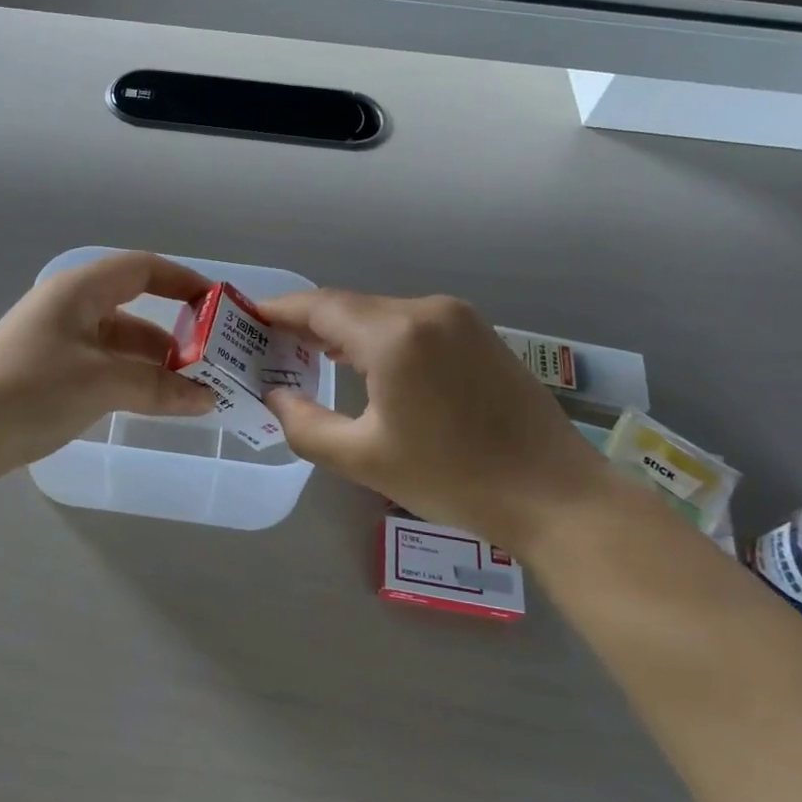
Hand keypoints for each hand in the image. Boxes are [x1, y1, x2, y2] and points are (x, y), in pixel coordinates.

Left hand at [0, 252, 216, 482]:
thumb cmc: (31, 390)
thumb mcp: (102, 383)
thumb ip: (159, 387)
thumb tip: (207, 398)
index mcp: (79, 291)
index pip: (142, 269)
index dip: (183, 282)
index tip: (218, 307)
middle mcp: (69, 308)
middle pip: (134, 310)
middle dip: (175, 335)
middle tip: (211, 364)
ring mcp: (57, 342)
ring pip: (119, 344)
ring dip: (154, 364)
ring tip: (191, 392)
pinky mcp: (48, 375)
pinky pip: (102, 368)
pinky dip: (130, 381)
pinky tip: (152, 405)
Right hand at [257, 290, 619, 551]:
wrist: (554, 495)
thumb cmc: (452, 478)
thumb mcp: (363, 459)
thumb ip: (304, 424)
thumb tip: (275, 397)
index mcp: (395, 334)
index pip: (320, 307)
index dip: (280, 310)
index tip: (248, 319)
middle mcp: (427, 310)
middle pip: (350, 307)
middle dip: (308, 324)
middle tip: (271, 347)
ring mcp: (460, 318)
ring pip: (382, 314)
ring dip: (344, 332)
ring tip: (308, 356)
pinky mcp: (479, 334)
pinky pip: (412, 324)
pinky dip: (379, 337)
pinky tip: (365, 364)